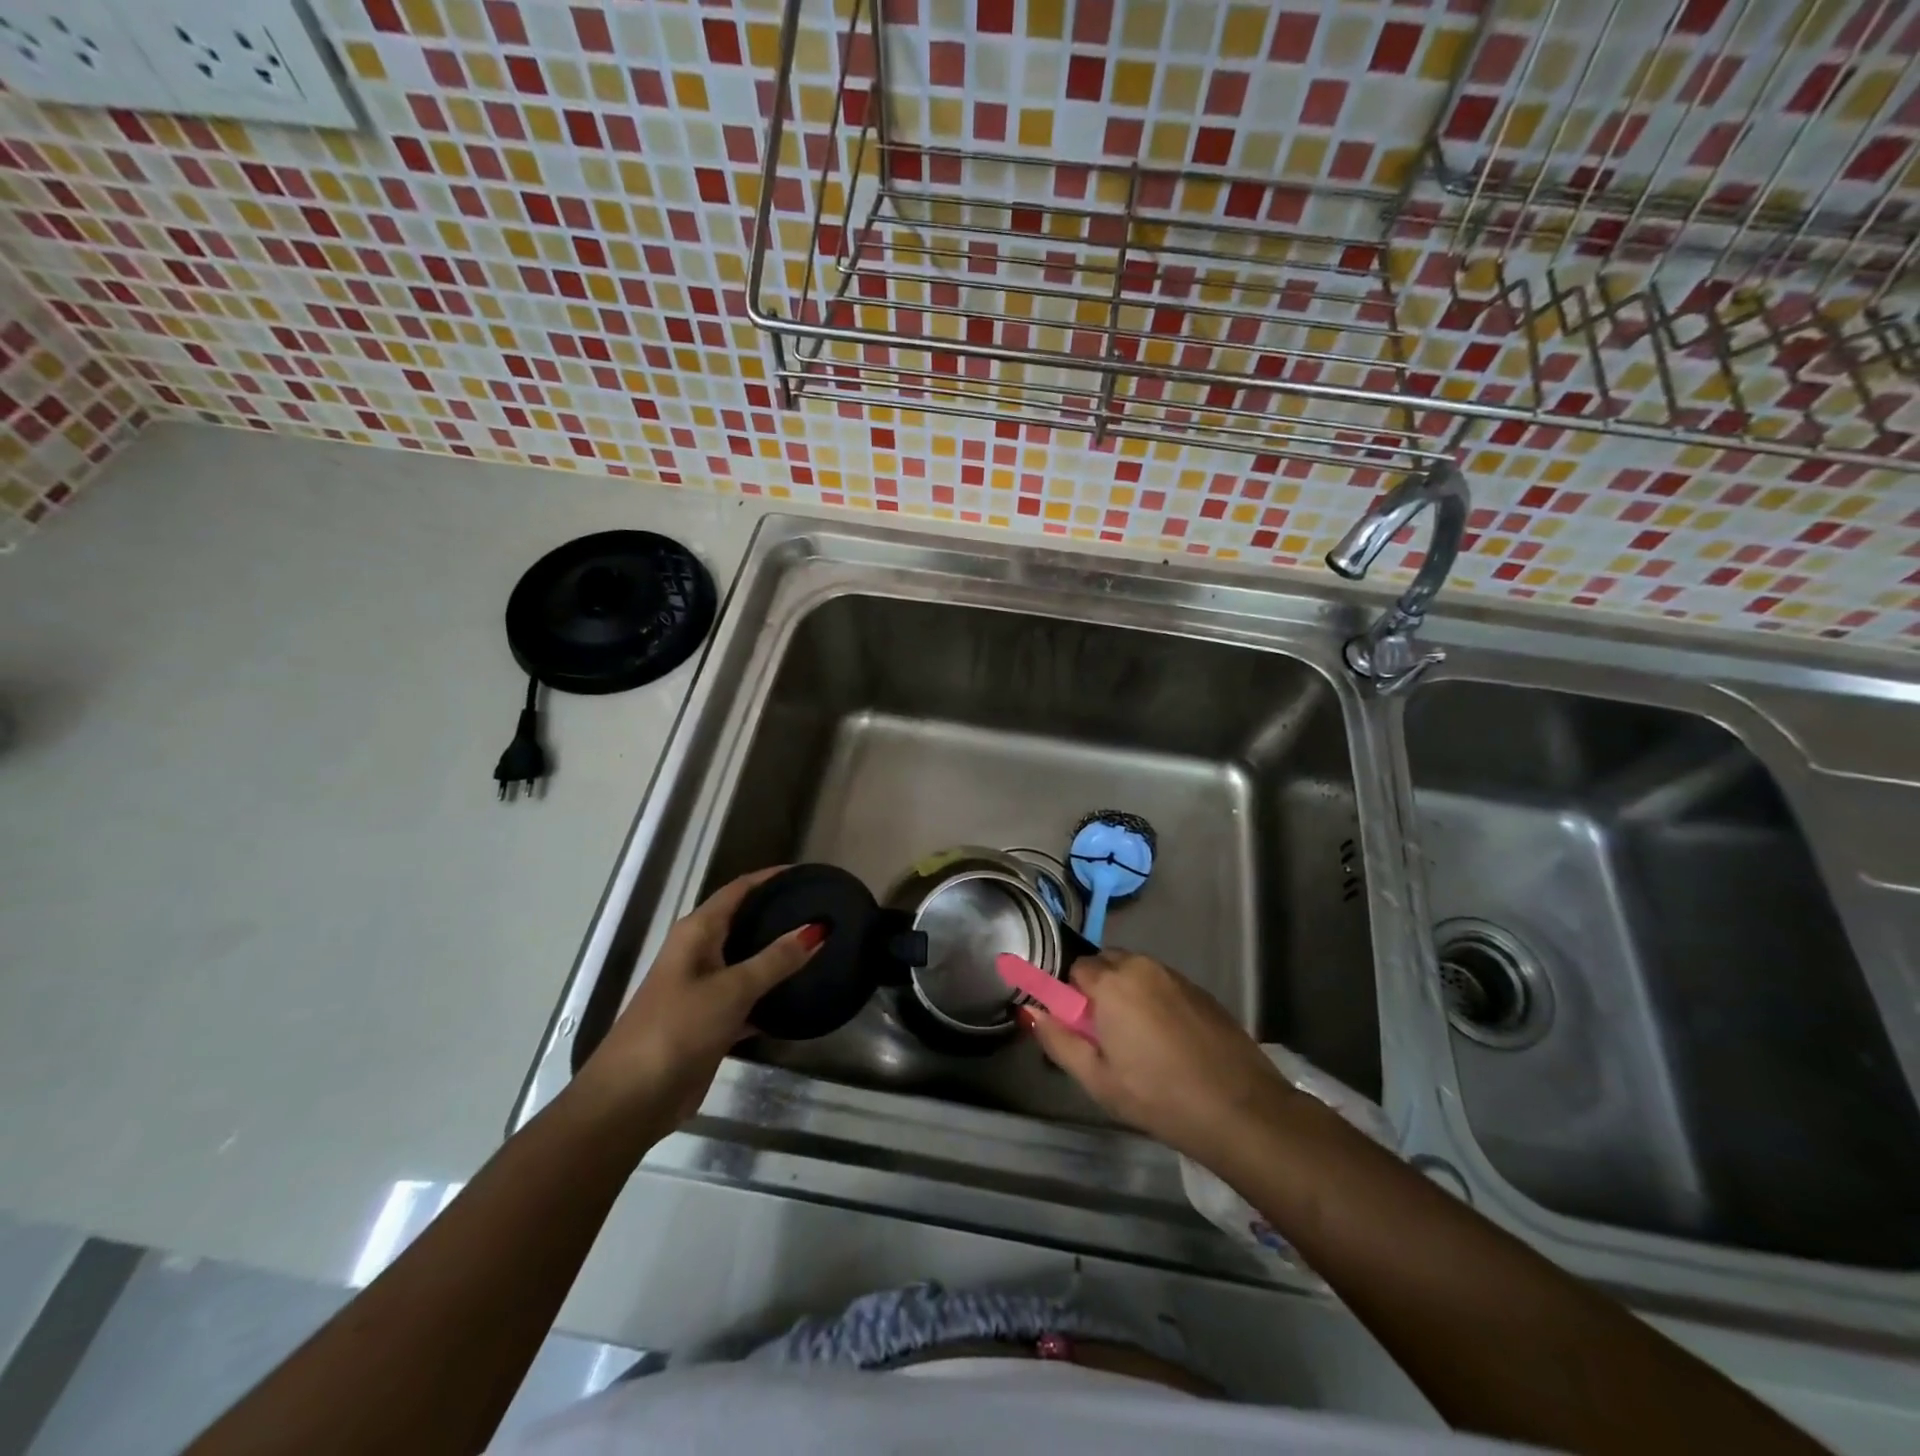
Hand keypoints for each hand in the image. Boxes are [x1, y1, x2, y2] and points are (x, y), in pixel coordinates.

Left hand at [575, 868, 821, 1129]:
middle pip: (744, 922)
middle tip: (823, 909)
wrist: (631, 1099)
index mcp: (697, 933)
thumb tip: (817, 928)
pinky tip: (801, 997)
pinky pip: (749, 998)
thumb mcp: (731, 990)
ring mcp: (703, 988)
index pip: (739, 890)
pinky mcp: (711, 1022)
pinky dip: (772, 995)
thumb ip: (775, 959)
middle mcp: (699, 953)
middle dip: (779, 913)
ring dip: (779, 955)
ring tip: (821, 947)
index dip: (771, 878)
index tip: (808, 874)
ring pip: (748, 961)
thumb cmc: (677, 1029)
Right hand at [1022, 948, 1294, 1163]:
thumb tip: (1028, 1010)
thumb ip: (1057, 1039)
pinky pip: (1163, 984)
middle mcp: (1142, 966)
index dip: (1071, 997)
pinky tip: (1167, 1041)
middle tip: (1105, 1035)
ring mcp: (1175, 976)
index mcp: (1111, 982)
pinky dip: (1155, 1001)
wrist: (1240, 1109)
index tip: (1080, 1028)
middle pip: (1106, 963)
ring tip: (1138, 1041)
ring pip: (1136, 972)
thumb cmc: (1158, 1096)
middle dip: (1098, 989)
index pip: (1075, 968)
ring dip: (1127, 993)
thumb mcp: (1097, 1079)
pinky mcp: (1200, 991)